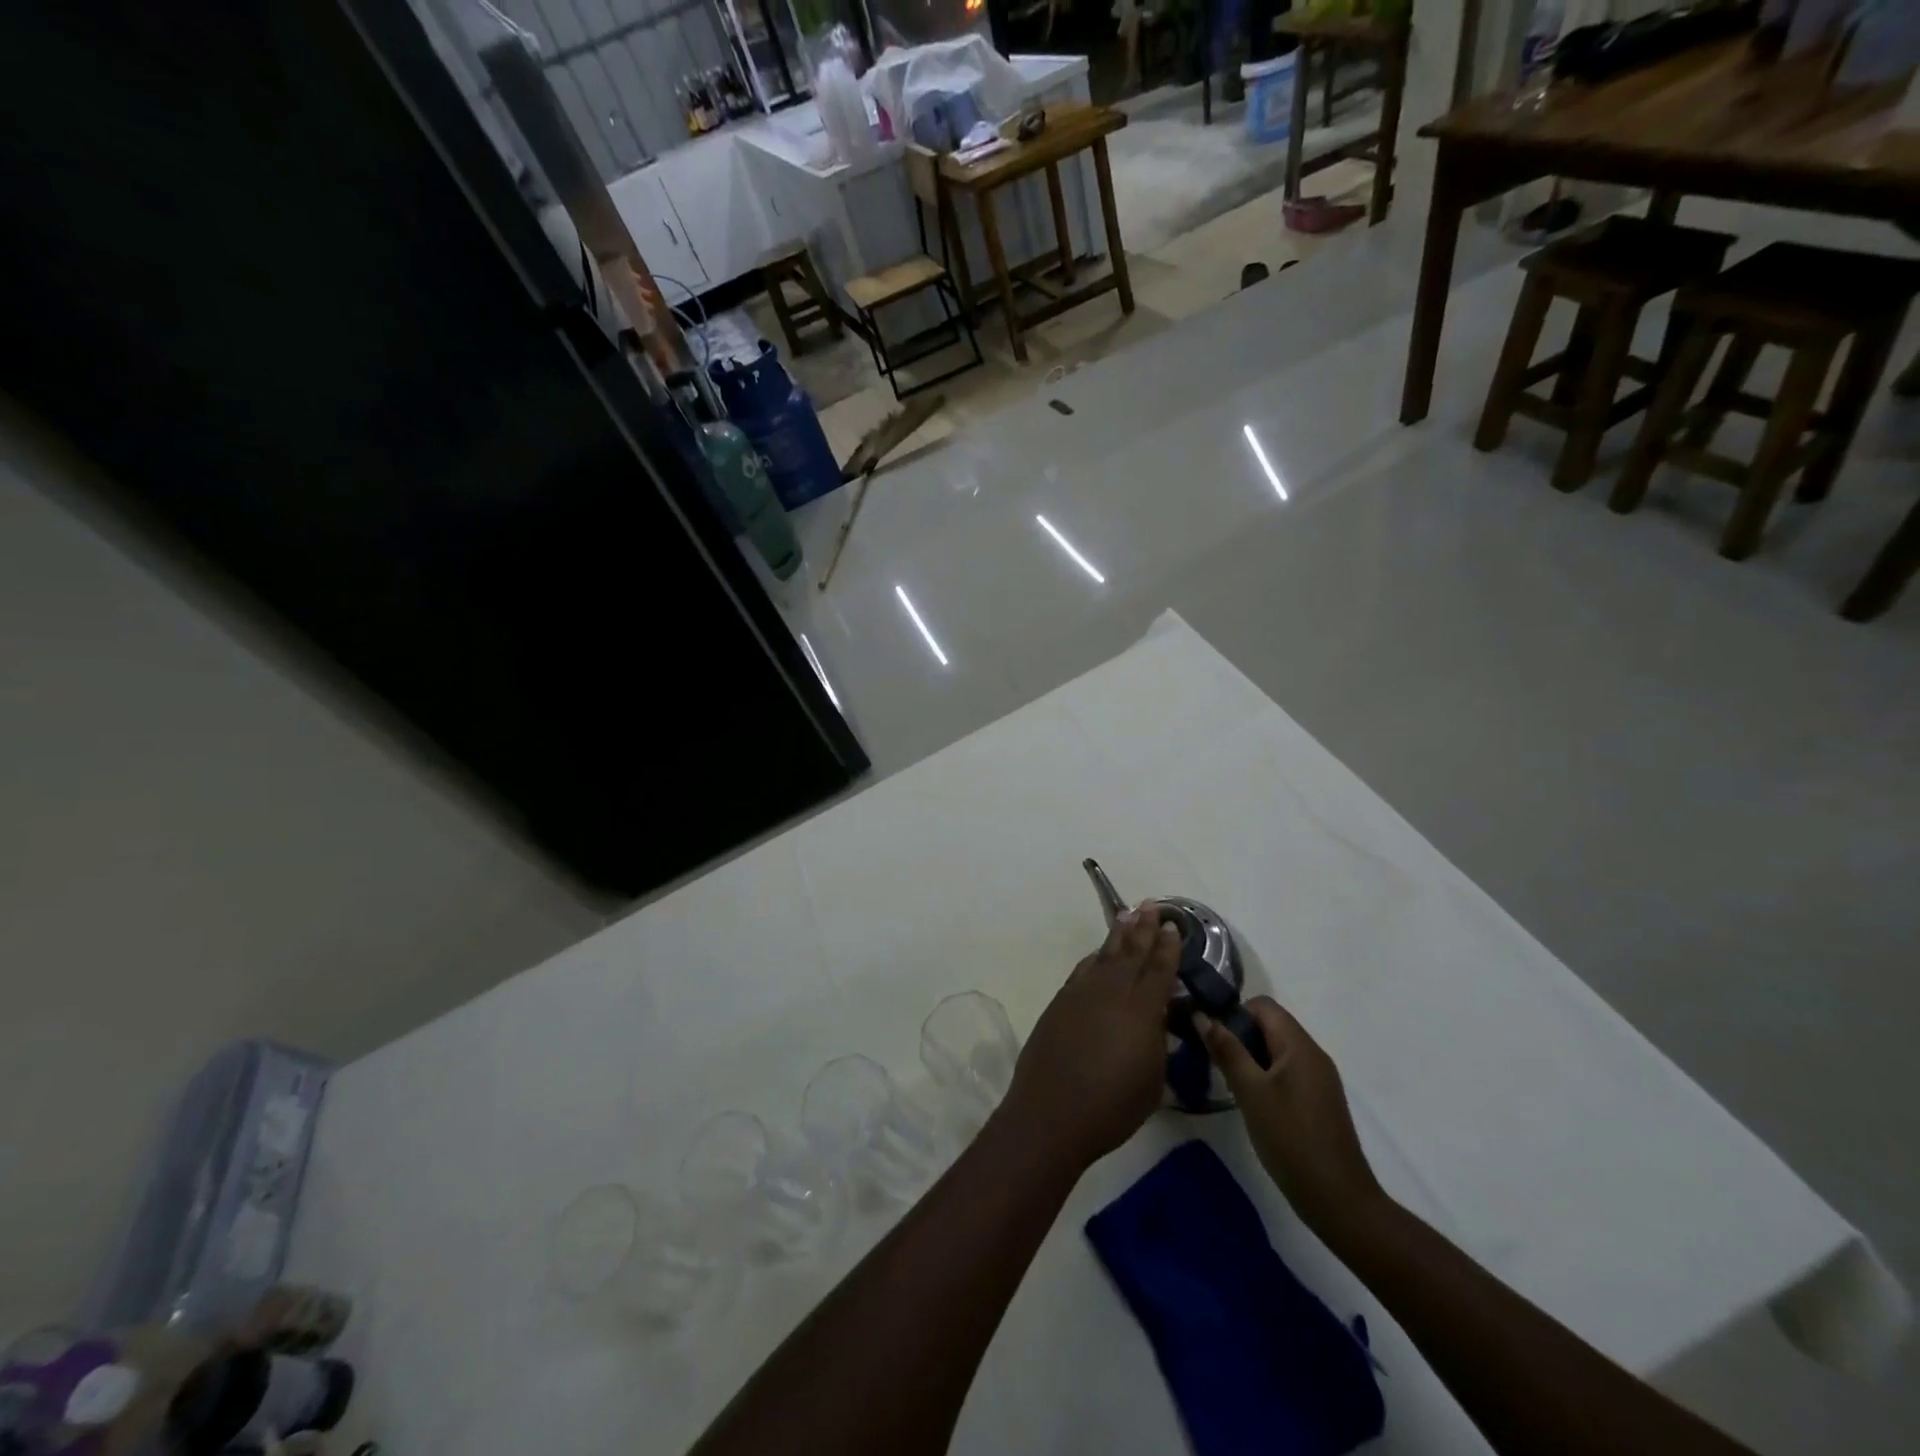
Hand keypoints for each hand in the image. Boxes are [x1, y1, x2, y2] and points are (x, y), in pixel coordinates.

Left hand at [1001, 905, 1181, 1169]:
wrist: (1051, 1112)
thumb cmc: (1112, 1106)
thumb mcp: (1152, 1081)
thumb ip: (1157, 1043)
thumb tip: (1157, 1020)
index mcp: (1142, 1010)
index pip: (1159, 969)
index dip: (1168, 947)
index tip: (1173, 926)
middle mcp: (1112, 992)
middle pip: (1131, 951)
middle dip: (1144, 927)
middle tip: (1153, 905)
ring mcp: (1082, 993)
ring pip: (1104, 955)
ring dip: (1118, 935)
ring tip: (1128, 916)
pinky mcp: (1060, 1002)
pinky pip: (1083, 970)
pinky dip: (1095, 957)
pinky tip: (1098, 954)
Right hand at [1196, 997, 1383, 1229]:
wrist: (1338, 1200)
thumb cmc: (1291, 1139)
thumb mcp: (1250, 1092)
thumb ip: (1226, 1050)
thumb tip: (1203, 1015)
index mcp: (1299, 1045)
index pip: (1263, 1005)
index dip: (1234, 1013)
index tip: (1211, 1037)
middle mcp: (1313, 1054)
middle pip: (1270, 1025)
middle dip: (1239, 1036)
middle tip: (1214, 1061)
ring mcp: (1318, 1078)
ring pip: (1276, 1050)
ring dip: (1250, 1058)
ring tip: (1229, 1083)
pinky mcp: (1318, 1100)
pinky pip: (1286, 1071)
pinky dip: (1265, 1076)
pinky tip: (1251, 1102)